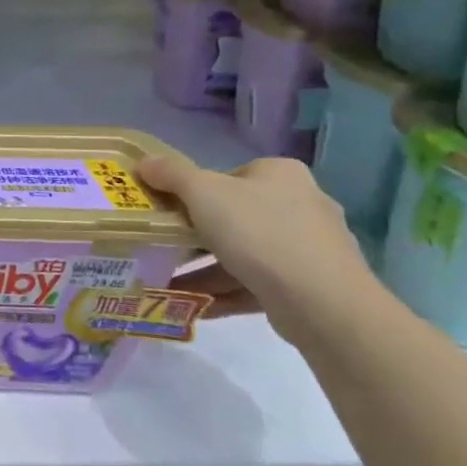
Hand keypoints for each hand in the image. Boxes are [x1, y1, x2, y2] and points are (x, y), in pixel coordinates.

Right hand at [139, 153, 382, 340]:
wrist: (322, 302)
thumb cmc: (258, 232)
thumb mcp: (202, 192)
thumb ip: (171, 174)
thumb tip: (144, 162)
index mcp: (281, 175)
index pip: (229, 176)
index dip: (195, 191)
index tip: (170, 211)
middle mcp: (302, 204)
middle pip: (234, 215)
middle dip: (196, 235)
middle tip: (164, 246)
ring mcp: (310, 247)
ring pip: (244, 253)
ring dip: (204, 268)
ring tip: (167, 281)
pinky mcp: (310, 284)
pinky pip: (256, 282)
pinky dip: (224, 291)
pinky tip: (194, 304)